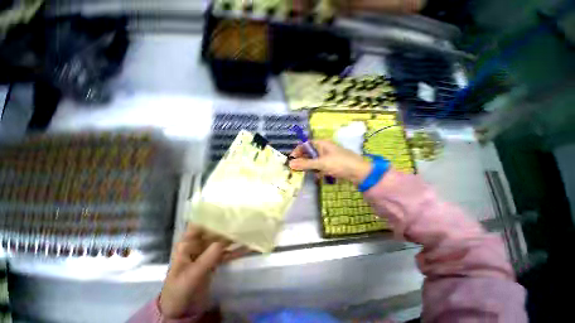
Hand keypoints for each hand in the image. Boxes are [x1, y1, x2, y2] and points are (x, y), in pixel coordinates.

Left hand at [159, 224, 245, 318]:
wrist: (181, 312)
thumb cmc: (179, 292)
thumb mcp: (191, 275)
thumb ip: (208, 258)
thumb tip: (226, 239)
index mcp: (188, 244)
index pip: (200, 224)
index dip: (213, 215)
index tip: (229, 209)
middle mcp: (198, 244)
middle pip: (215, 230)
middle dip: (228, 225)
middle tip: (245, 218)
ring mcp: (208, 252)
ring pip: (223, 240)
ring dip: (235, 236)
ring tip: (250, 228)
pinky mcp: (215, 261)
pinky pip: (228, 252)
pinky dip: (238, 250)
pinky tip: (249, 246)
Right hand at [289, 140, 371, 184]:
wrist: (359, 173)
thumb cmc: (340, 163)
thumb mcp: (321, 163)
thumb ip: (305, 164)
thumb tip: (290, 164)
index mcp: (322, 144)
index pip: (305, 145)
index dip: (297, 151)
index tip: (291, 160)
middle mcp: (324, 149)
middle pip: (309, 153)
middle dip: (303, 161)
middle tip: (297, 169)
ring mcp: (328, 157)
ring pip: (315, 161)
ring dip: (311, 167)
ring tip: (308, 173)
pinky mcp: (332, 165)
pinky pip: (321, 167)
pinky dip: (318, 171)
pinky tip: (319, 176)